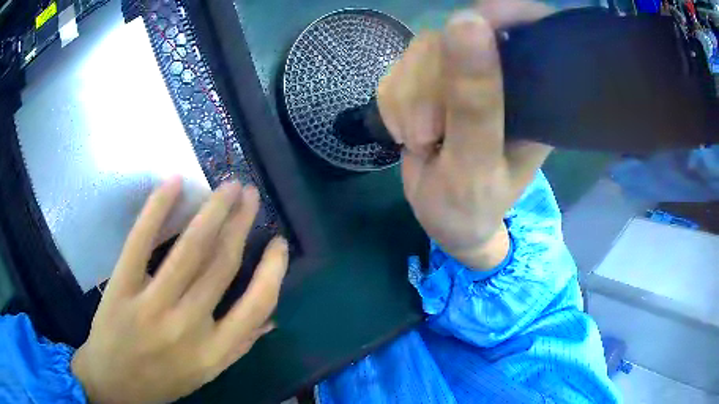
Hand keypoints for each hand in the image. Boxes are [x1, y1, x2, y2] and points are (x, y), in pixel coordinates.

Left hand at [71, 178, 288, 403]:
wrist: (113, 384)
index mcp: (214, 351)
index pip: (256, 305)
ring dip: (213, 211)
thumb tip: (271, 318)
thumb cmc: (162, 381)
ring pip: (189, 250)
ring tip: (229, 186)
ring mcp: (152, 305)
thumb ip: (239, 347)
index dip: (274, 269)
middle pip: (221, 265)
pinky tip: (174, 183)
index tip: (279, 241)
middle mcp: (188, 327)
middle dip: (241, 224)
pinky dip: (157, 209)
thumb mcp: (206, 374)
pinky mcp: (122, 287)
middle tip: (250, 194)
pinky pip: (141, 242)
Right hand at [377, 0, 553, 268]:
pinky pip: (398, 68)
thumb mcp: (476, 162)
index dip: (501, 12)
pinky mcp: (430, 81)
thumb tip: (465, 21)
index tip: (469, 28)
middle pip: (456, 36)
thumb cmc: (472, 205)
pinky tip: (407, 133)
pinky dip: (392, 103)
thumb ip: (475, 100)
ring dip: (406, 98)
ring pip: (421, 50)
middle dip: (428, 84)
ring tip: (419, 141)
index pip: (528, 26)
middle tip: (428, 136)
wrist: (446, 221)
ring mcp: (462, 74)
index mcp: (532, 94)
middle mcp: (501, 75)